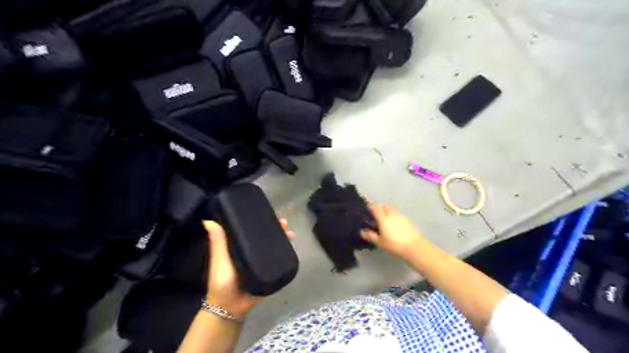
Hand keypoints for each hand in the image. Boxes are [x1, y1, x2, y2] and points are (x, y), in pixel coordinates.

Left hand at [204, 220, 297, 317]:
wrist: (231, 306)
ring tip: (289, 232)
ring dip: (282, 239)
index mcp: (239, 246)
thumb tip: (207, 220)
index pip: (250, 230)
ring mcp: (262, 262)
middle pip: (265, 237)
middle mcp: (252, 252)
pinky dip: (285, 252)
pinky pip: (279, 259)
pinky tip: (291, 246)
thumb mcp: (219, 258)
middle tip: (283, 222)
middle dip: (275, 228)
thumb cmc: (222, 280)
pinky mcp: (269, 271)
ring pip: (274, 246)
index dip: (258, 221)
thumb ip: (217, 241)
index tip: (266, 212)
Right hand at [361, 204, 424, 262]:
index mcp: (383, 219)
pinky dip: (395, 217)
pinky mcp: (408, 220)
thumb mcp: (380, 243)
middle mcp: (392, 214)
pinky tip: (395, 226)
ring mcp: (401, 216)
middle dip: (380, 209)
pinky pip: (399, 215)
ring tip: (386, 221)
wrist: (414, 247)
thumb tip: (362, 232)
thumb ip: (370, 236)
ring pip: (392, 210)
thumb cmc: (394, 245)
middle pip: (385, 206)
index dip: (371, 207)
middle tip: (377, 216)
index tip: (367, 210)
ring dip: (388, 212)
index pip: (375, 207)